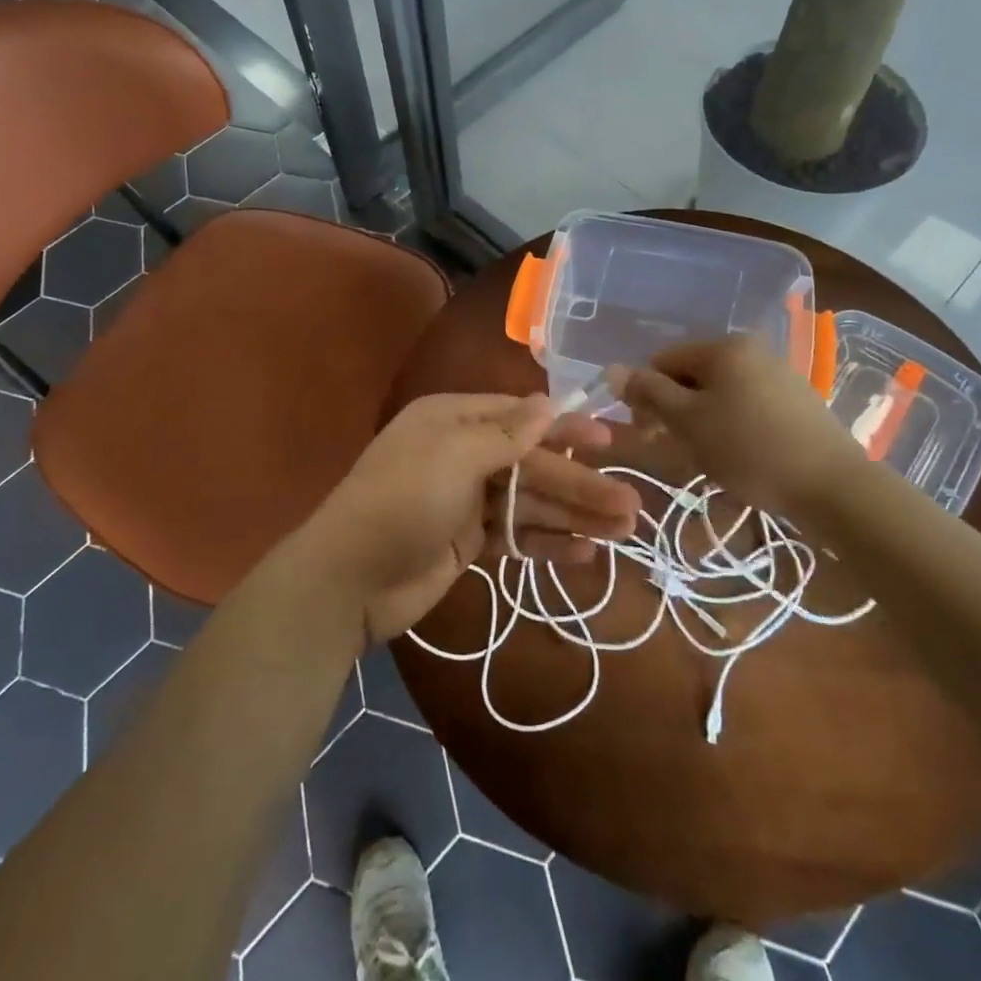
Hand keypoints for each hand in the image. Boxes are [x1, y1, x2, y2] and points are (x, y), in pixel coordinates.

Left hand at [295, 393, 642, 646]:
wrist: (349, 579)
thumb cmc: (402, 500)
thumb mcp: (454, 456)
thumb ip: (507, 434)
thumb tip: (548, 402)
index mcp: (453, 420)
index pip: (521, 417)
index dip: (565, 428)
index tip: (608, 439)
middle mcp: (462, 453)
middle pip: (532, 465)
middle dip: (580, 483)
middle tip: (631, 503)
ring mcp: (465, 499)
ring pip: (530, 502)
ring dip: (574, 515)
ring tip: (624, 531)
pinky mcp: (467, 540)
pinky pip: (515, 535)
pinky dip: (547, 542)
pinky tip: (586, 553)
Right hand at [612, 336, 862, 508]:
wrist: (833, 486)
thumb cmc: (749, 449)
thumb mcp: (688, 421)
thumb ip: (648, 392)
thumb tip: (612, 370)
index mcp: (723, 347)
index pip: (662, 360)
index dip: (645, 395)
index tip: (649, 433)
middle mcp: (750, 350)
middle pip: (691, 375)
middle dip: (674, 409)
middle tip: (674, 448)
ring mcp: (777, 374)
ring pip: (718, 393)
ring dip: (701, 421)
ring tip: (708, 458)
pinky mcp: (795, 401)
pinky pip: (746, 405)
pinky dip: (730, 426)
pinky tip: (738, 456)